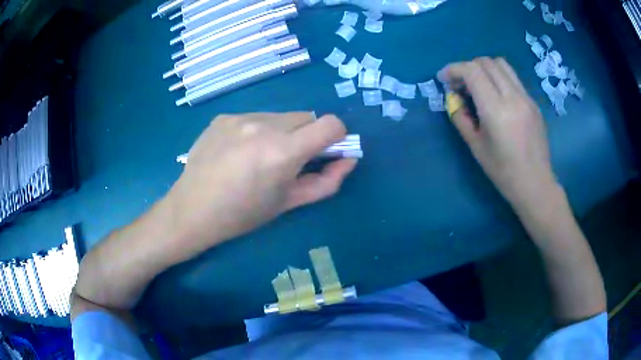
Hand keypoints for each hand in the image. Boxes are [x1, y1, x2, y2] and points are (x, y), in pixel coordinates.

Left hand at [165, 113, 356, 258]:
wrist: (192, 210)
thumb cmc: (242, 215)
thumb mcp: (288, 204)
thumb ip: (326, 182)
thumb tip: (349, 160)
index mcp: (282, 151)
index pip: (331, 124)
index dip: (337, 136)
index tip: (327, 152)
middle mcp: (263, 125)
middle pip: (306, 117)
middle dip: (308, 136)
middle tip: (289, 160)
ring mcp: (240, 117)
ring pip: (280, 116)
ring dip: (282, 132)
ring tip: (259, 157)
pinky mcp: (223, 116)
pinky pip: (255, 117)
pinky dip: (257, 130)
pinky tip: (238, 151)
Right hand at [438, 57, 557, 211]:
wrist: (535, 184)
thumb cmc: (503, 172)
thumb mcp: (476, 147)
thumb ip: (461, 118)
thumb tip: (453, 98)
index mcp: (496, 110)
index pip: (472, 71)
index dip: (454, 69)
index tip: (444, 79)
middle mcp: (513, 97)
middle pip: (486, 62)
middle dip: (468, 67)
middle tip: (460, 84)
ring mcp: (526, 98)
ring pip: (502, 65)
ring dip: (484, 68)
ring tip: (478, 85)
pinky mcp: (533, 102)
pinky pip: (513, 78)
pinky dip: (498, 78)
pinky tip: (496, 97)